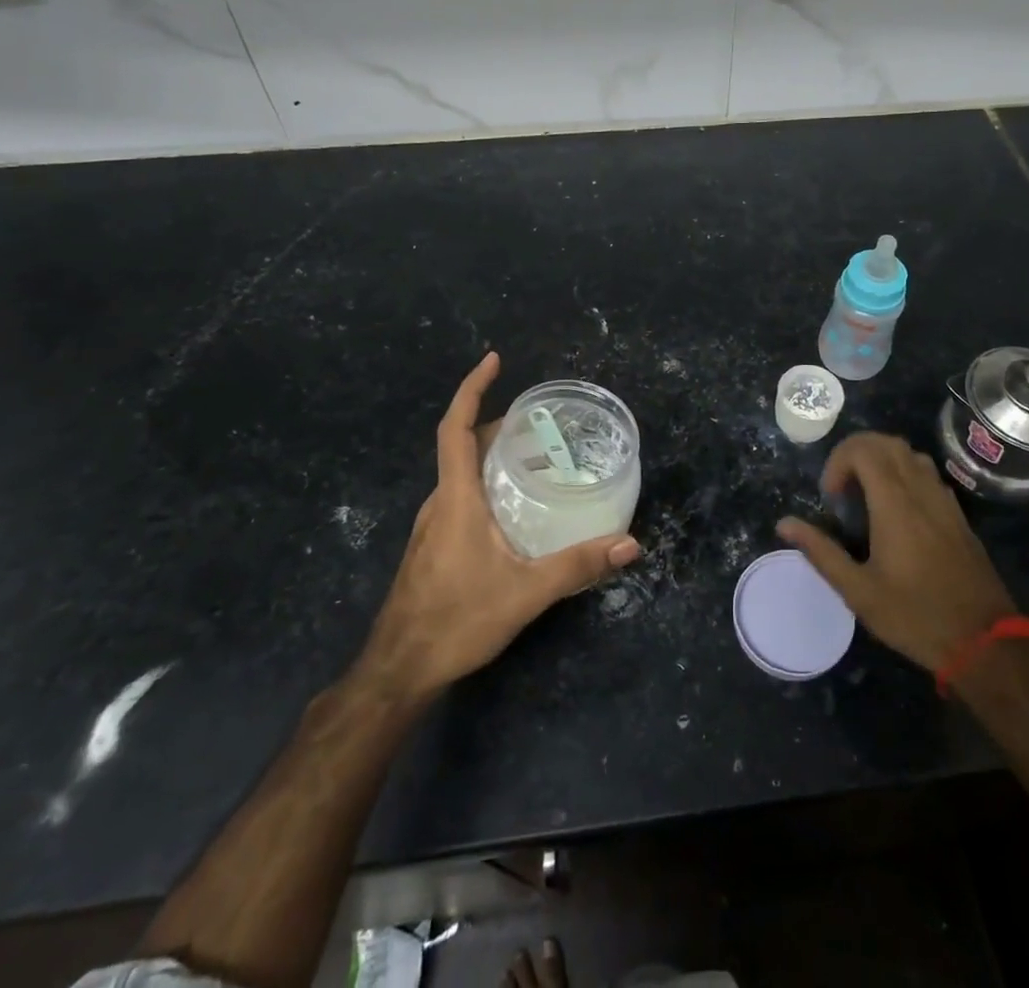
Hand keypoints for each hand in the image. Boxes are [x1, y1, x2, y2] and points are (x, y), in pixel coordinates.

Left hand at [358, 354, 639, 699]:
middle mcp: (440, 502)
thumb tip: (630, 544)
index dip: (472, 389)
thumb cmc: (457, 620)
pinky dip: (486, 482)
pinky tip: (513, 507)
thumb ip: (577, 565)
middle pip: (462, 445)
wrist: (399, 669)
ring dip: (492, 453)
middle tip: (541, 420)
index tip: (493, 360)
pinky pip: (460, 495)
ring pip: (461, 472)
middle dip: (498, 422)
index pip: (457, 428)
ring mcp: (432, 524)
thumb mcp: (525, 592)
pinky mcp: (433, 545)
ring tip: (536, 456)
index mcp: (456, 498)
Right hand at [776, 432, 1017, 674]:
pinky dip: (904, 474)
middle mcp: (921, 491)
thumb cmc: (915, 617)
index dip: (839, 461)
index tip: (830, 496)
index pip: (864, 449)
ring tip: (864, 494)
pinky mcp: (958, 515)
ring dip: (882, 460)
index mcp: (894, 504)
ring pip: (910, 454)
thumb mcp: (859, 592)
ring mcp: (944, 501)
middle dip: (856, 452)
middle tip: (841, 487)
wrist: (985, 642)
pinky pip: (928, 474)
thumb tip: (784, 524)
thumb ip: (821, 552)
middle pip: (887, 443)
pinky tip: (896, 510)